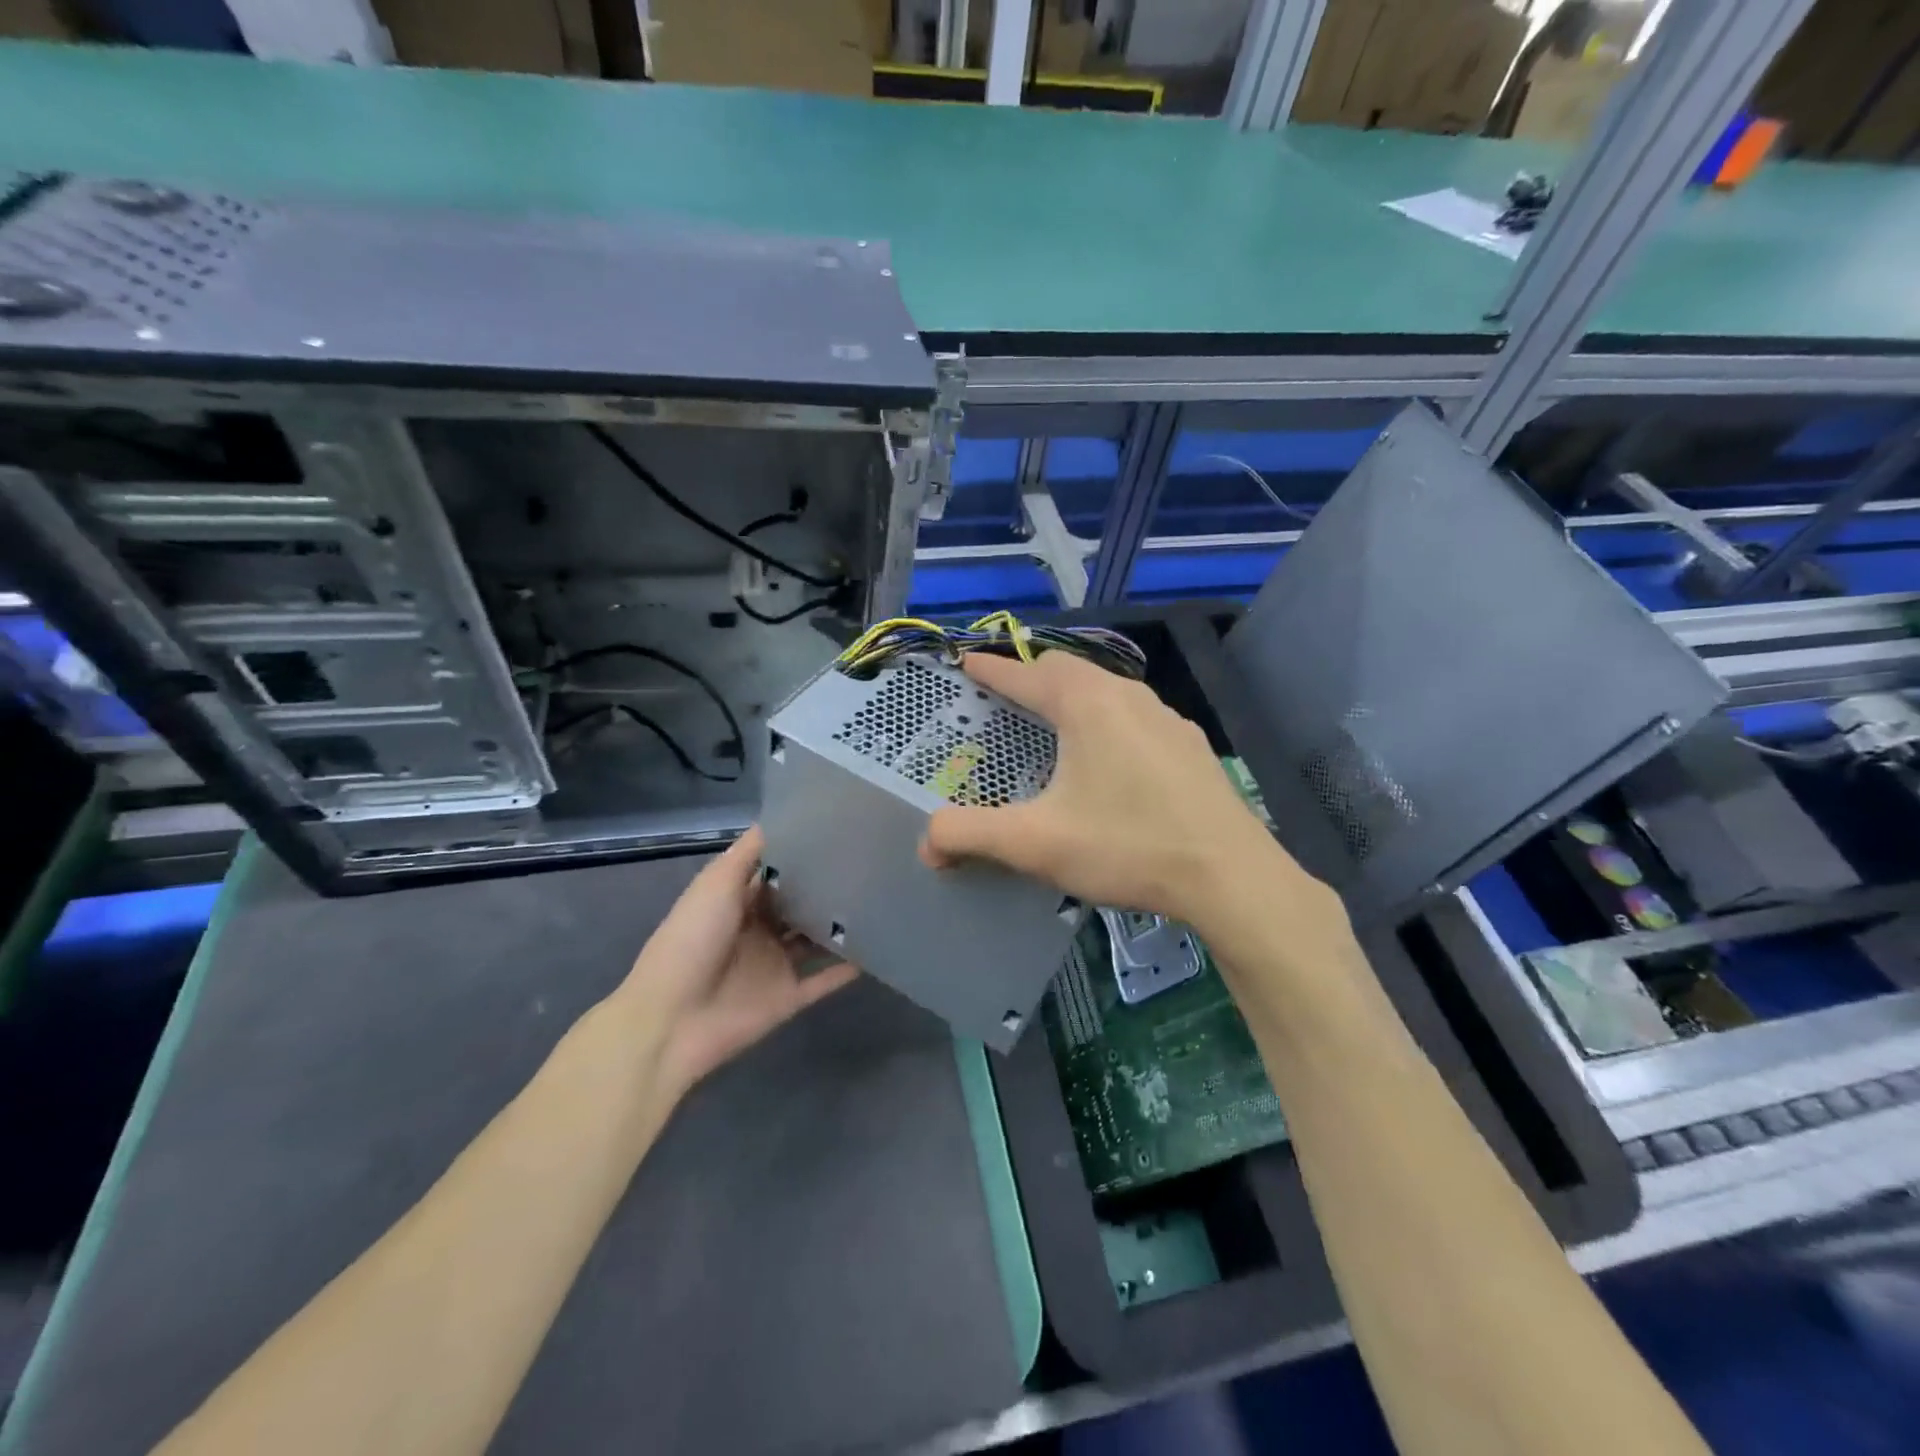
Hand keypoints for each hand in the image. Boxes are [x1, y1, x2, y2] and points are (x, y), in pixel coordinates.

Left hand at [616, 827, 856, 1102]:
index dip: (800, 855)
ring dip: (839, 925)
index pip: (774, 873)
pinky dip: (847, 968)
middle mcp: (758, 930)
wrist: (671, 1021)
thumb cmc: (691, 942)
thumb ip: (749, 854)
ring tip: (880, 899)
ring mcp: (774, 965)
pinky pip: (824, 980)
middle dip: (826, 887)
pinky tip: (878, 949)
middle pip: (797, 905)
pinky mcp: (788, 998)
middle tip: (869, 861)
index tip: (838, 832)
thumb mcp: (716, 885)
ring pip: (815, 941)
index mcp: (736, 903)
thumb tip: (782, 817)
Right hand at [920, 652, 1311, 927]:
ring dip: (1073, 698)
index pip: (1026, 674)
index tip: (965, 663)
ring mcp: (1168, 719)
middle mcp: (1129, 697)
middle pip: (1069, 671)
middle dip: (1032, 677)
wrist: (1231, 877)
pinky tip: (1109, 760)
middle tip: (1006, 698)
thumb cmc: (1127, 846)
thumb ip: (972, 836)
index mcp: (1087, 704)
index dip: (990, 669)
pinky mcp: (1191, 747)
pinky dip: (1106, 721)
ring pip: (1108, 691)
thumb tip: (926, 843)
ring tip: (1053, 725)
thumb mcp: (1037, 843)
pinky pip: (1136, 717)